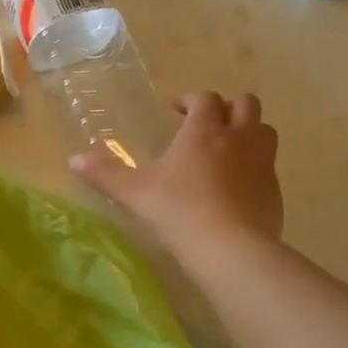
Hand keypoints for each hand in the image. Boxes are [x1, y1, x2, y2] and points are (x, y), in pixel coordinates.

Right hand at [70, 91, 281, 259]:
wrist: (230, 248)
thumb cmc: (178, 211)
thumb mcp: (135, 193)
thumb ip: (105, 174)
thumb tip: (73, 160)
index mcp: (203, 131)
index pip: (205, 98)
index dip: (191, 100)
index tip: (176, 112)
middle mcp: (238, 137)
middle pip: (246, 104)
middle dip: (227, 108)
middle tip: (207, 125)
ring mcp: (262, 163)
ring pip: (265, 131)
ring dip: (249, 132)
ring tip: (227, 150)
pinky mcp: (274, 189)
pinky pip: (269, 166)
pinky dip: (255, 167)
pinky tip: (236, 188)